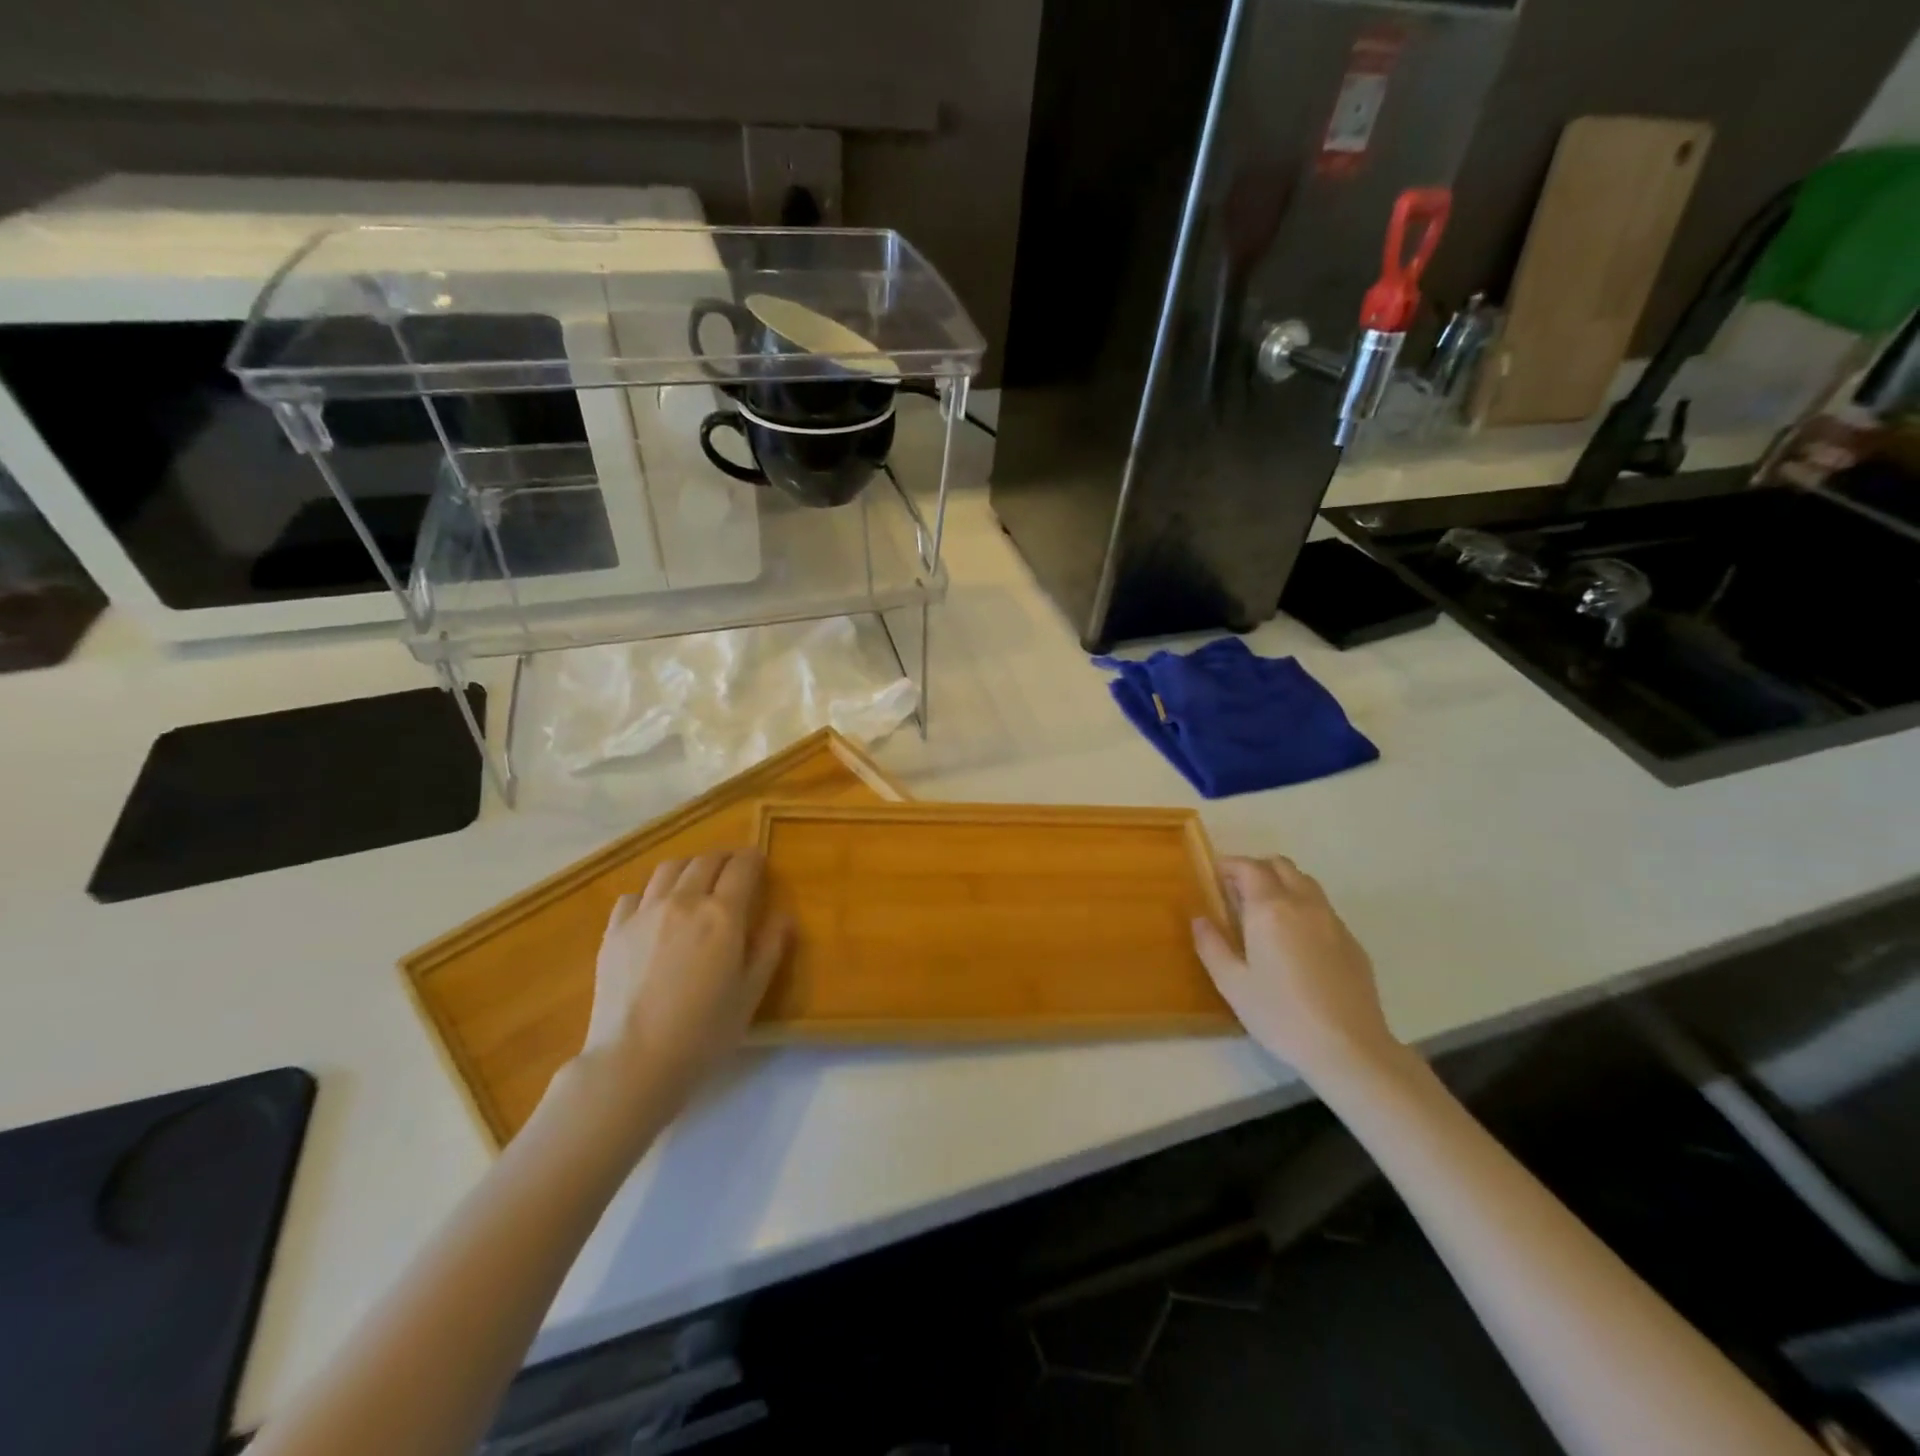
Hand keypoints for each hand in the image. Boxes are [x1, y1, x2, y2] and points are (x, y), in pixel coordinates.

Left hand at [578, 848, 790, 1123]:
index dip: (754, 859)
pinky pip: (635, 894)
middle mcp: (684, 901)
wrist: (634, 1061)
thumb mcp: (751, 993)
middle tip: (734, 870)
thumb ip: (770, 947)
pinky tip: (656, 911)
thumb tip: (783, 915)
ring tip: (696, 882)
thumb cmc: (704, 1032)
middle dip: (725, 859)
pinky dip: (652, 893)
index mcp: (723, 914)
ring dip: (690, 867)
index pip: (742, 867)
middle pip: (706, 860)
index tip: (760, 863)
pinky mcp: (614, 930)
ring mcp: (644, 912)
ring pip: (669, 868)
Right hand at [1192, 856, 1402, 1082]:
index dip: (1229, 865)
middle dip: (1257, 869)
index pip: (1249, 867)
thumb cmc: (1281, 1014)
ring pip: (1305, 883)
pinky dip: (1303, 907)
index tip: (1215, 876)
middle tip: (1237, 891)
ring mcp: (1333, 921)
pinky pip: (1323, 908)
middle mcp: (1303, 904)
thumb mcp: (1232, 984)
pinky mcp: (1352, 942)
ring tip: (1266, 912)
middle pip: (1281, 865)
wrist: (1349, 1048)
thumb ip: (1212, 945)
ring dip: (1282, 884)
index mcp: (1270, 909)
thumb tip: (1200, 919)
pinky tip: (1296, 941)